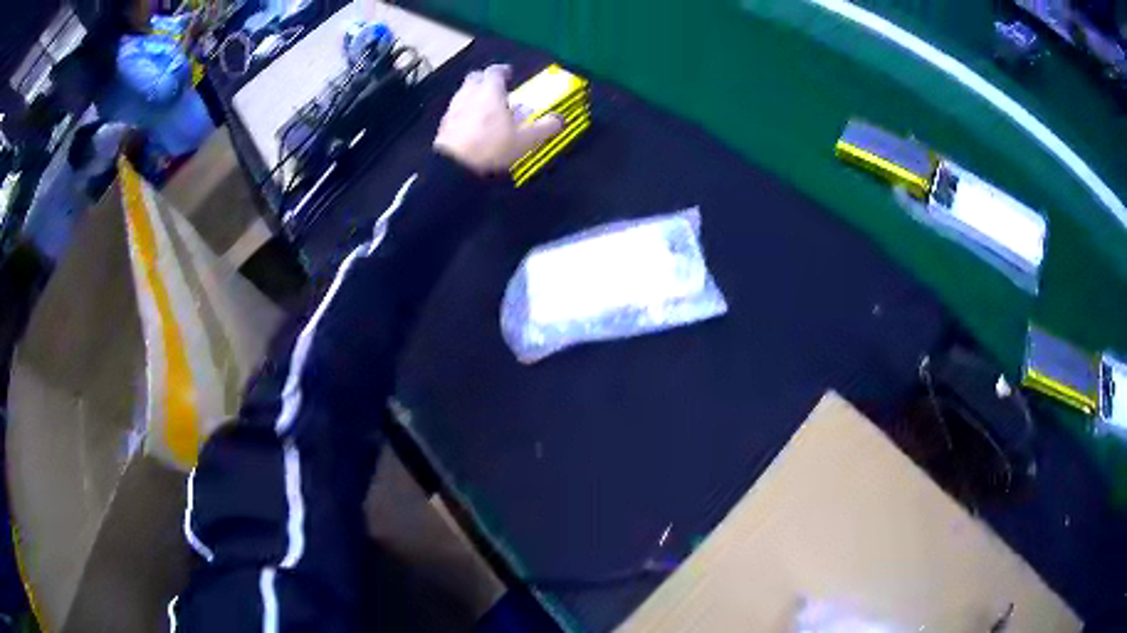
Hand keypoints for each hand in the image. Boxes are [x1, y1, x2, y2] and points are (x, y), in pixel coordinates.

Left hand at [434, 65, 563, 174]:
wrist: (453, 167)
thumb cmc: (491, 147)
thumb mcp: (525, 140)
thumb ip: (544, 128)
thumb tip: (560, 119)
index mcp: (490, 91)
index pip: (495, 71)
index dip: (503, 71)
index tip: (509, 74)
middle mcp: (469, 94)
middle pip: (475, 77)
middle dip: (485, 80)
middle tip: (496, 89)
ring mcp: (453, 109)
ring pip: (463, 93)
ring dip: (474, 95)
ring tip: (485, 108)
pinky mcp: (443, 125)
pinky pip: (455, 110)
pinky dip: (464, 111)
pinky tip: (471, 125)